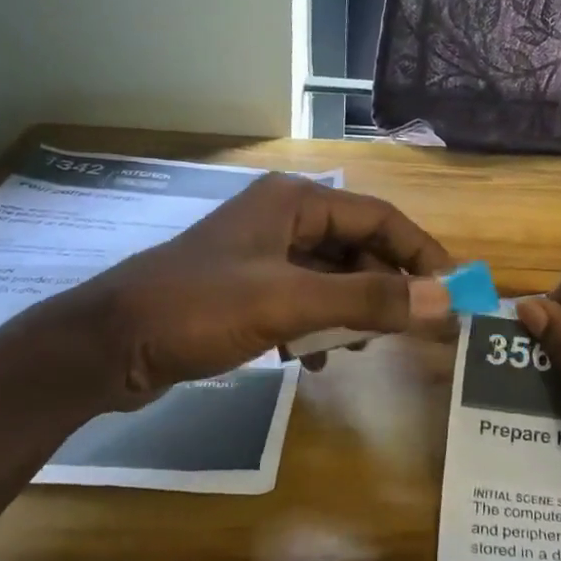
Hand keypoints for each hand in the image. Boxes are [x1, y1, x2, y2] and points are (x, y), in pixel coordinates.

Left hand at [56, 174, 451, 407]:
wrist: (107, 346)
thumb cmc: (199, 308)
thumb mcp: (290, 303)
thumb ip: (369, 300)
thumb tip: (444, 301)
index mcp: (296, 201)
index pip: (380, 218)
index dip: (421, 252)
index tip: (452, 290)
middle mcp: (284, 218)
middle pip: (359, 248)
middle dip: (384, 289)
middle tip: (408, 330)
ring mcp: (265, 254)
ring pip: (333, 278)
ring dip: (351, 312)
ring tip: (356, 348)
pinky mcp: (249, 289)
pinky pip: (305, 300)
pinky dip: (318, 327)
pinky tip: (312, 359)